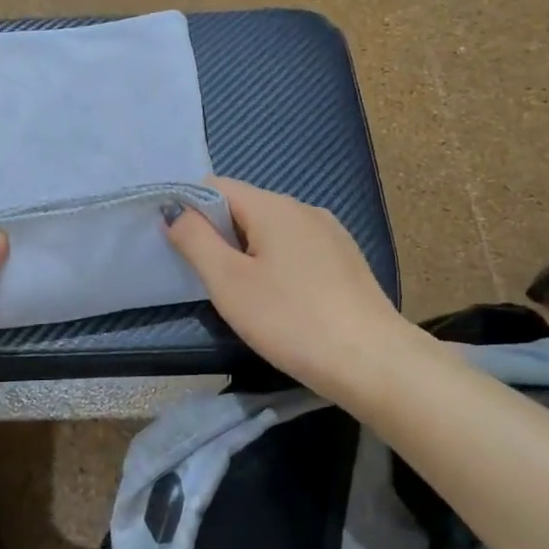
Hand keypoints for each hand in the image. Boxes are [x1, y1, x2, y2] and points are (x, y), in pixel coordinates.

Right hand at [166, 178, 409, 403]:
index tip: (179, 248)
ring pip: (272, 231)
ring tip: (244, 296)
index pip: (217, 186)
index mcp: (274, 206)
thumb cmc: (291, 320)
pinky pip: (297, 250)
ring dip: (248, 253)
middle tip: (209, 281)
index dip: (190, 209)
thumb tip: (175, 211)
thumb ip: (195, 240)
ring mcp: (331, 234)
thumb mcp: (229, 282)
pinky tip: (282, 302)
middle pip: (245, 208)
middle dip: (219, 235)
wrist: (373, 362)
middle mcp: (304, 209)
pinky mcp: (346, 261)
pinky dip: (277, 265)